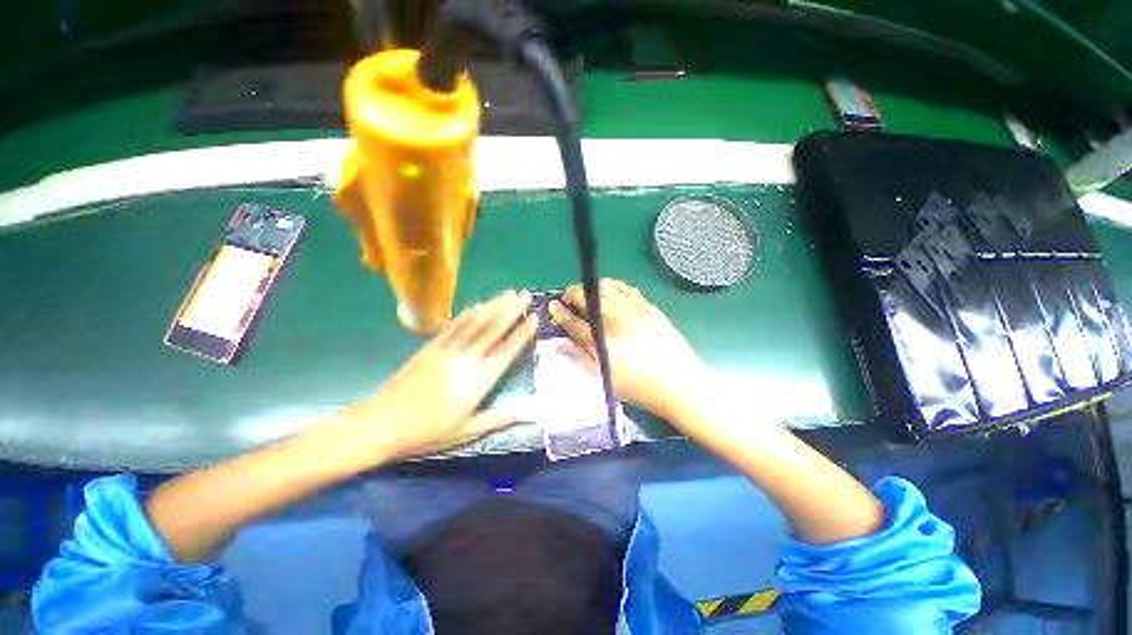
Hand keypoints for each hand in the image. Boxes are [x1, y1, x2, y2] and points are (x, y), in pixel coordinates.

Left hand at [344, 290, 536, 460]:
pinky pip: (453, 326)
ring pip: (473, 324)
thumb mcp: (463, 434)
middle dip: (510, 311)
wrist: (379, 425)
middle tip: (524, 296)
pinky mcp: (429, 348)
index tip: (533, 319)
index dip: (520, 335)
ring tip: (508, 294)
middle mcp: (463, 363)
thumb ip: (495, 420)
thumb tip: (525, 412)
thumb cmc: (424, 434)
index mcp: (474, 385)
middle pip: (490, 331)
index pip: (504, 354)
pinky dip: (468, 314)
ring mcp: (444, 352)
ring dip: (492, 306)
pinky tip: (478, 304)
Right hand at [549, 279, 706, 418]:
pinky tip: (610, 292)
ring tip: (588, 295)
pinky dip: (613, 286)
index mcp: (601, 344)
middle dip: (572, 293)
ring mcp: (633, 311)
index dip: (559, 312)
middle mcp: (614, 322)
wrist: (678, 383)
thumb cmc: (638, 388)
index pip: (573, 322)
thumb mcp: (604, 380)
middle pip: (587, 297)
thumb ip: (579, 358)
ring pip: (605, 287)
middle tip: (568, 299)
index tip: (553, 305)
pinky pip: (626, 288)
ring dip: (591, 287)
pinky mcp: (648, 307)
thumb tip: (558, 342)